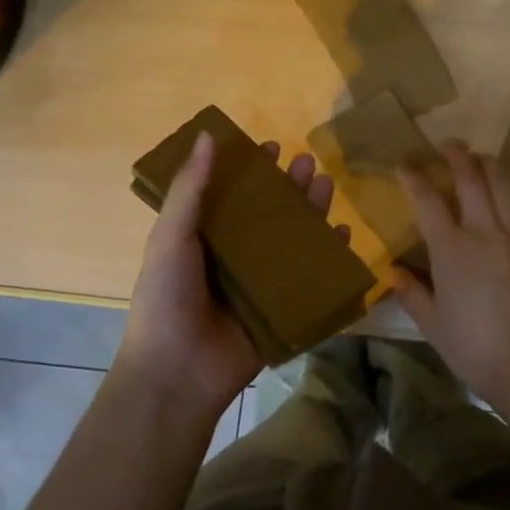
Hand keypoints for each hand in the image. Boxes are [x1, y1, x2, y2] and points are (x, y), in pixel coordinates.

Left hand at [120, 132, 341, 420]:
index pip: (234, 194)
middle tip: (307, 162)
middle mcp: (236, 255)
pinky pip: (312, 276)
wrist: (177, 374)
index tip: (273, 147)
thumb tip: (206, 135)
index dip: (253, 170)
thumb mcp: (171, 237)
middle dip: (289, 186)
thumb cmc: (166, 299)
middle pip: (270, 212)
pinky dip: (330, 255)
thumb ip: (189, 189)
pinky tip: (343, 234)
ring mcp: (262, 282)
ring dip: (311, 211)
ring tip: (325, 185)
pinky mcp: (284, 308)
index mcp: (206, 237)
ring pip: (294, 238)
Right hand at [394, 141, 509, 411]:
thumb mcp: (431, 323)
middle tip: (449, 144)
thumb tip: (393, 272)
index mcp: (452, 249)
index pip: (428, 201)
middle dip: (457, 155)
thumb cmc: (473, 346)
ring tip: (481, 158)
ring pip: (505, 185)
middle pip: (471, 178)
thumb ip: (411, 292)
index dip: (414, 177)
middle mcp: (485, 232)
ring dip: (490, 165)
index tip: (405, 163)